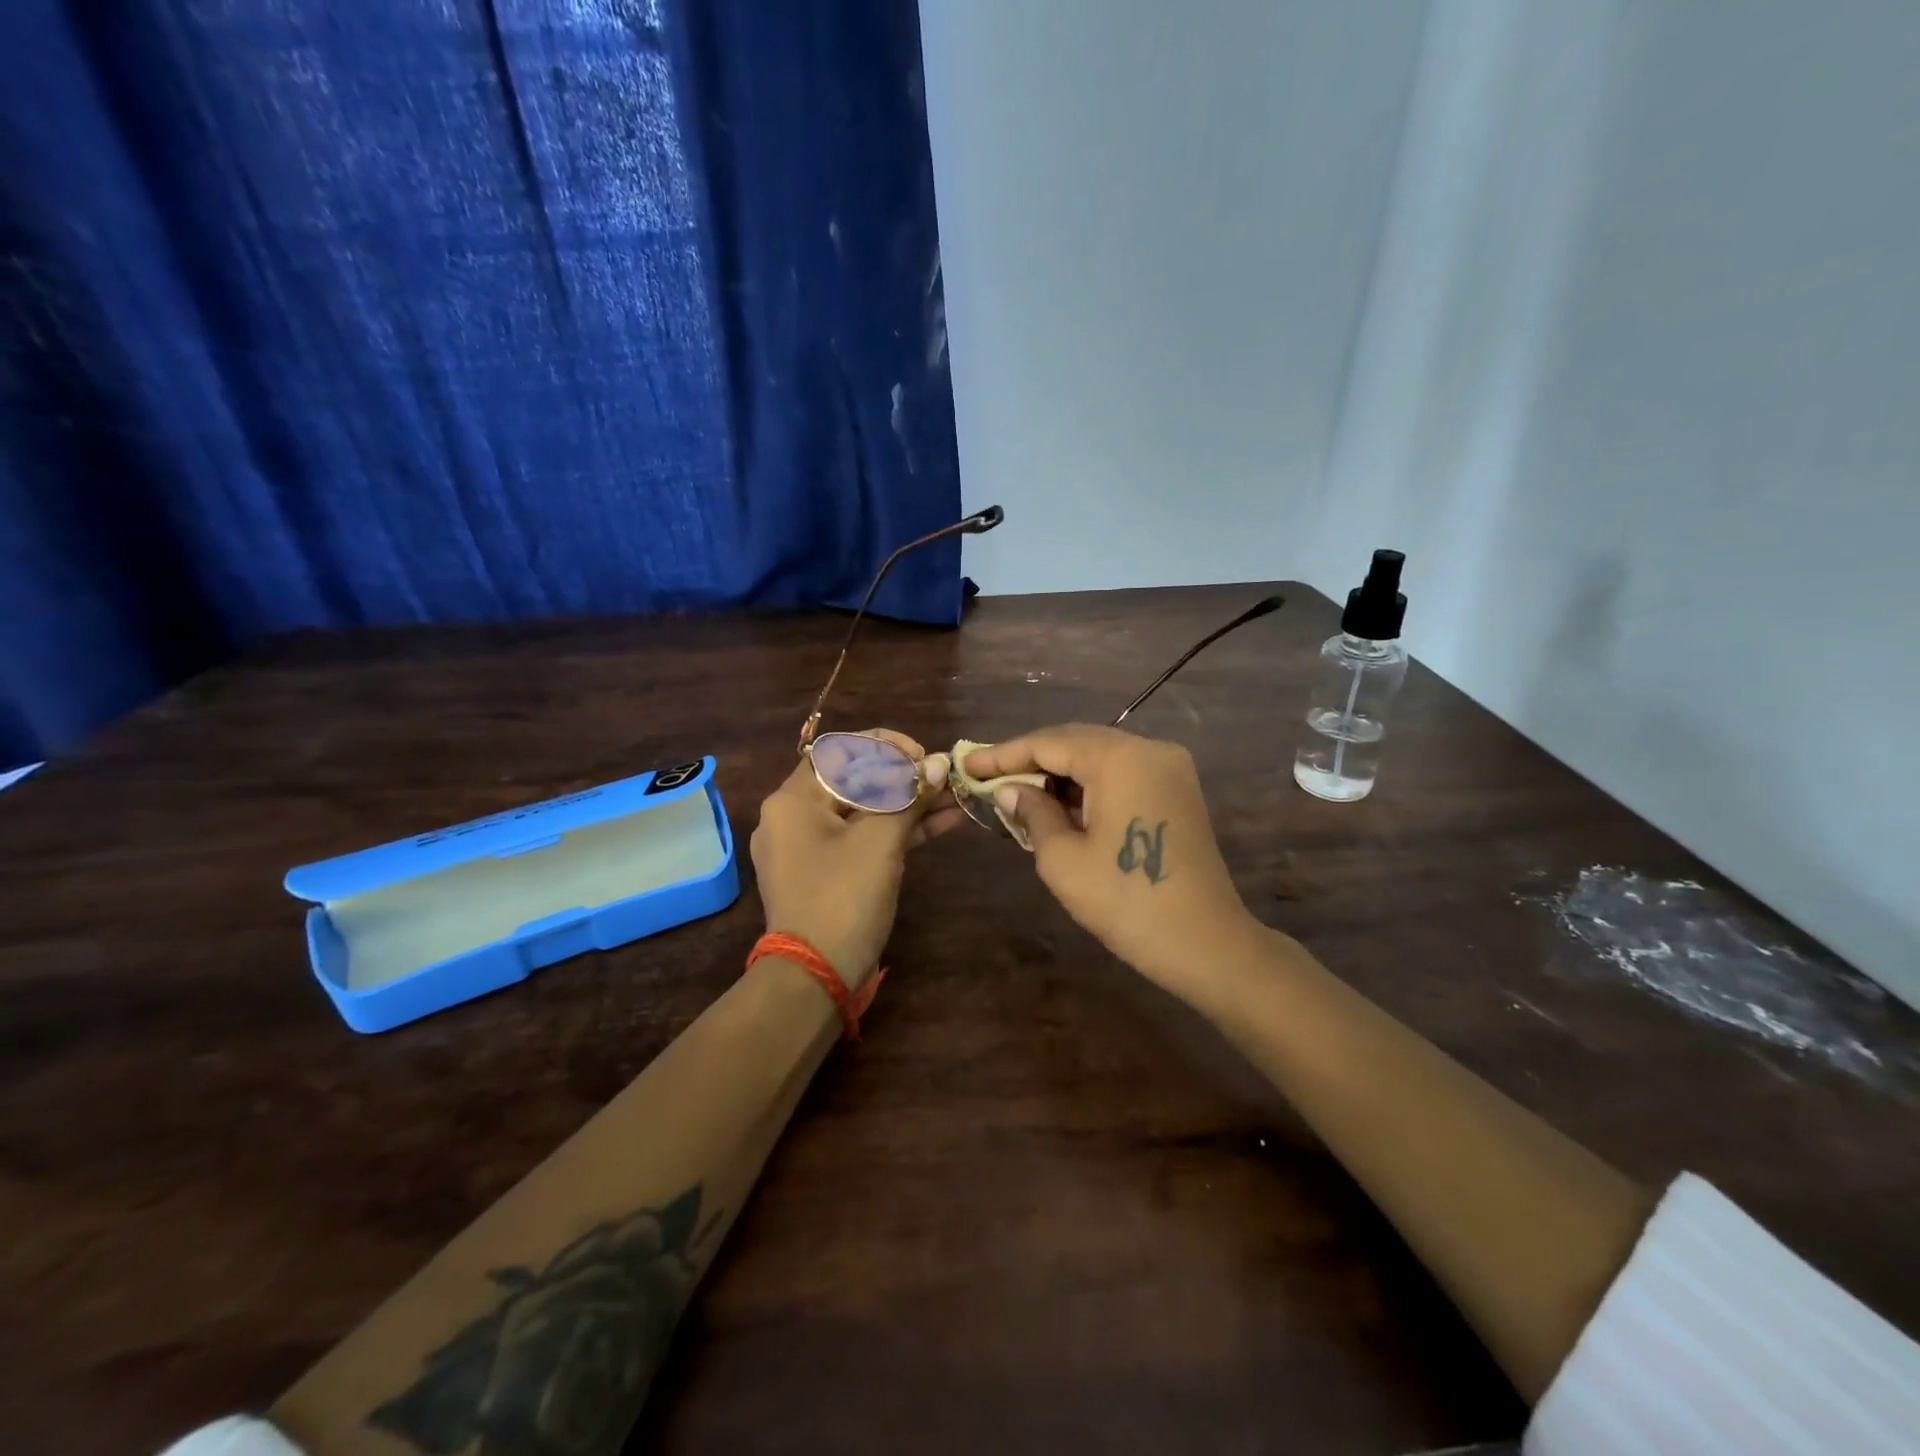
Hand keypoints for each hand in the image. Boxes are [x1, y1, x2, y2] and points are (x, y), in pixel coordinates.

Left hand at [751, 730, 957, 988]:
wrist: (815, 977)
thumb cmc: (842, 897)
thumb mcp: (880, 841)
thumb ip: (909, 797)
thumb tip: (940, 766)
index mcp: (793, 800)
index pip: (841, 751)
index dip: (887, 747)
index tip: (923, 757)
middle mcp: (794, 817)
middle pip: (855, 781)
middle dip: (905, 777)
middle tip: (946, 777)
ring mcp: (810, 848)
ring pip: (865, 812)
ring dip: (909, 804)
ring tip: (956, 797)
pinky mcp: (828, 874)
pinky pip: (864, 840)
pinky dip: (899, 831)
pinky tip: (943, 822)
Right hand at [963, 726, 1256, 995]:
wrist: (1206, 944)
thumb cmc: (1127, 902)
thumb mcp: (1063, 860)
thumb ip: (1032, 812)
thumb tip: (1010, 789)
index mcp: (1120, 758)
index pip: (1049, 743)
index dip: (1004, 753)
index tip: (968, 764)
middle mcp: (1149, 749)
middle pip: (1076, 742)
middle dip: (1030, 760)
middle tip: (988, 777)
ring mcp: (1170, 767)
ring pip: (1099, 756)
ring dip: (1059, 773)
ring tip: (1017, 793)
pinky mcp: (1178, 790)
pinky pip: (1122, 773)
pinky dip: (1088, 785)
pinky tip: (1059, 804)